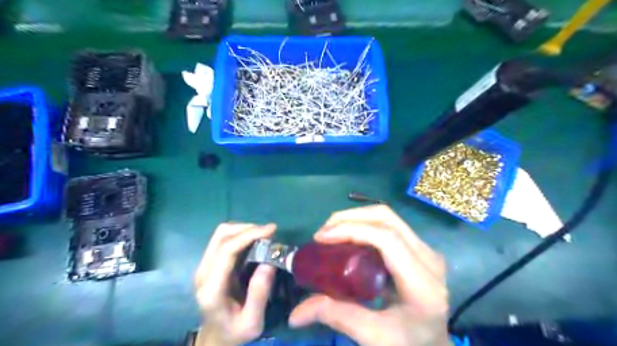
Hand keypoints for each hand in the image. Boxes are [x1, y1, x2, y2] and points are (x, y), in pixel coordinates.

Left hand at [195, 223, 276, 345]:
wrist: (215, 338)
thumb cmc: (235, 333)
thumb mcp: (252, 322)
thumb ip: (259, 294)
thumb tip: (269, 262)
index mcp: (212, 289)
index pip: (227, 250)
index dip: (249, 235)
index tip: (272, 230)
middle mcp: (203, 272)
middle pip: (221, 235)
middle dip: (248, 228)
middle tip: (270, 233)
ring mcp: (204, 266)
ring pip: (221, 234)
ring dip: (244, 229)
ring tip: (264, 235)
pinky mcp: (209, 263)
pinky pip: (223, 240)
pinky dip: (240, 235)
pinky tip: (254, 240)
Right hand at [287, 206, 452, 345]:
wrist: (434, 343)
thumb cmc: (408, 343)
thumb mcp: (374, 336)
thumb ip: (337, 317)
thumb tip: (295, 313)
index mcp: (422, 283)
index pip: (387, 239)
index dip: (351, 230)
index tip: (321, 238)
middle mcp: (429, 258)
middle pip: (387, 218)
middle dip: (349, 218)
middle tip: (322, 232)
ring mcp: (426, 250)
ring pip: (388, 217)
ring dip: (356, 217)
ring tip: (331, 232)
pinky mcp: (419, 247)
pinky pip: (389, 224)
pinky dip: (364, 223)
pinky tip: (348, 236)